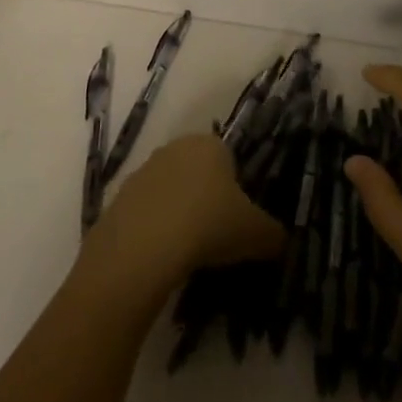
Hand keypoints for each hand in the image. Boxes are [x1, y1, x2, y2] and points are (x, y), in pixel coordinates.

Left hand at [76, 134, 283, 307]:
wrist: (142, 247)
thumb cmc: (207, 225)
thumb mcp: (255, 234)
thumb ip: (274, 234)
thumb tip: (284, 241)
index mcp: (210, 144)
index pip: (229, 159)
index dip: (236, 189)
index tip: (237, 220)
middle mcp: (175, 148)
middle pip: (197, 172)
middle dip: (206, 198)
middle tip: (215, 236)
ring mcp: (143, 171)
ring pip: (170, 191)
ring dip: (178, 213)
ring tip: (187, 252)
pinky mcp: (118, 197)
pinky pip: (145, 213)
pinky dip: (154, 230)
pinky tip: (160, 257)